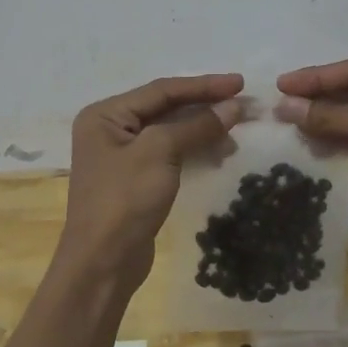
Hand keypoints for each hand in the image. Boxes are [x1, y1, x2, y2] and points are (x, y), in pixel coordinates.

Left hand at [59, 74, 244, 292]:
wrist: (103, 263)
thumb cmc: (124, 199)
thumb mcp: (160, 153)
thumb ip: (197, 125)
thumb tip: (234, 106)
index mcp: (106, 114)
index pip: (162, 90)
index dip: (203, 85)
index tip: (240, 83)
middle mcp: (110, 129)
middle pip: (166, 108)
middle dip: (205, 107)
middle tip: (244, 105)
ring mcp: (122, 156)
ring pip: (170, 132)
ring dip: (203, 129)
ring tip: (237, 132)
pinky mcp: (136, 180)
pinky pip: (169, 154)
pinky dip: (194, 149)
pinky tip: (220, 152)